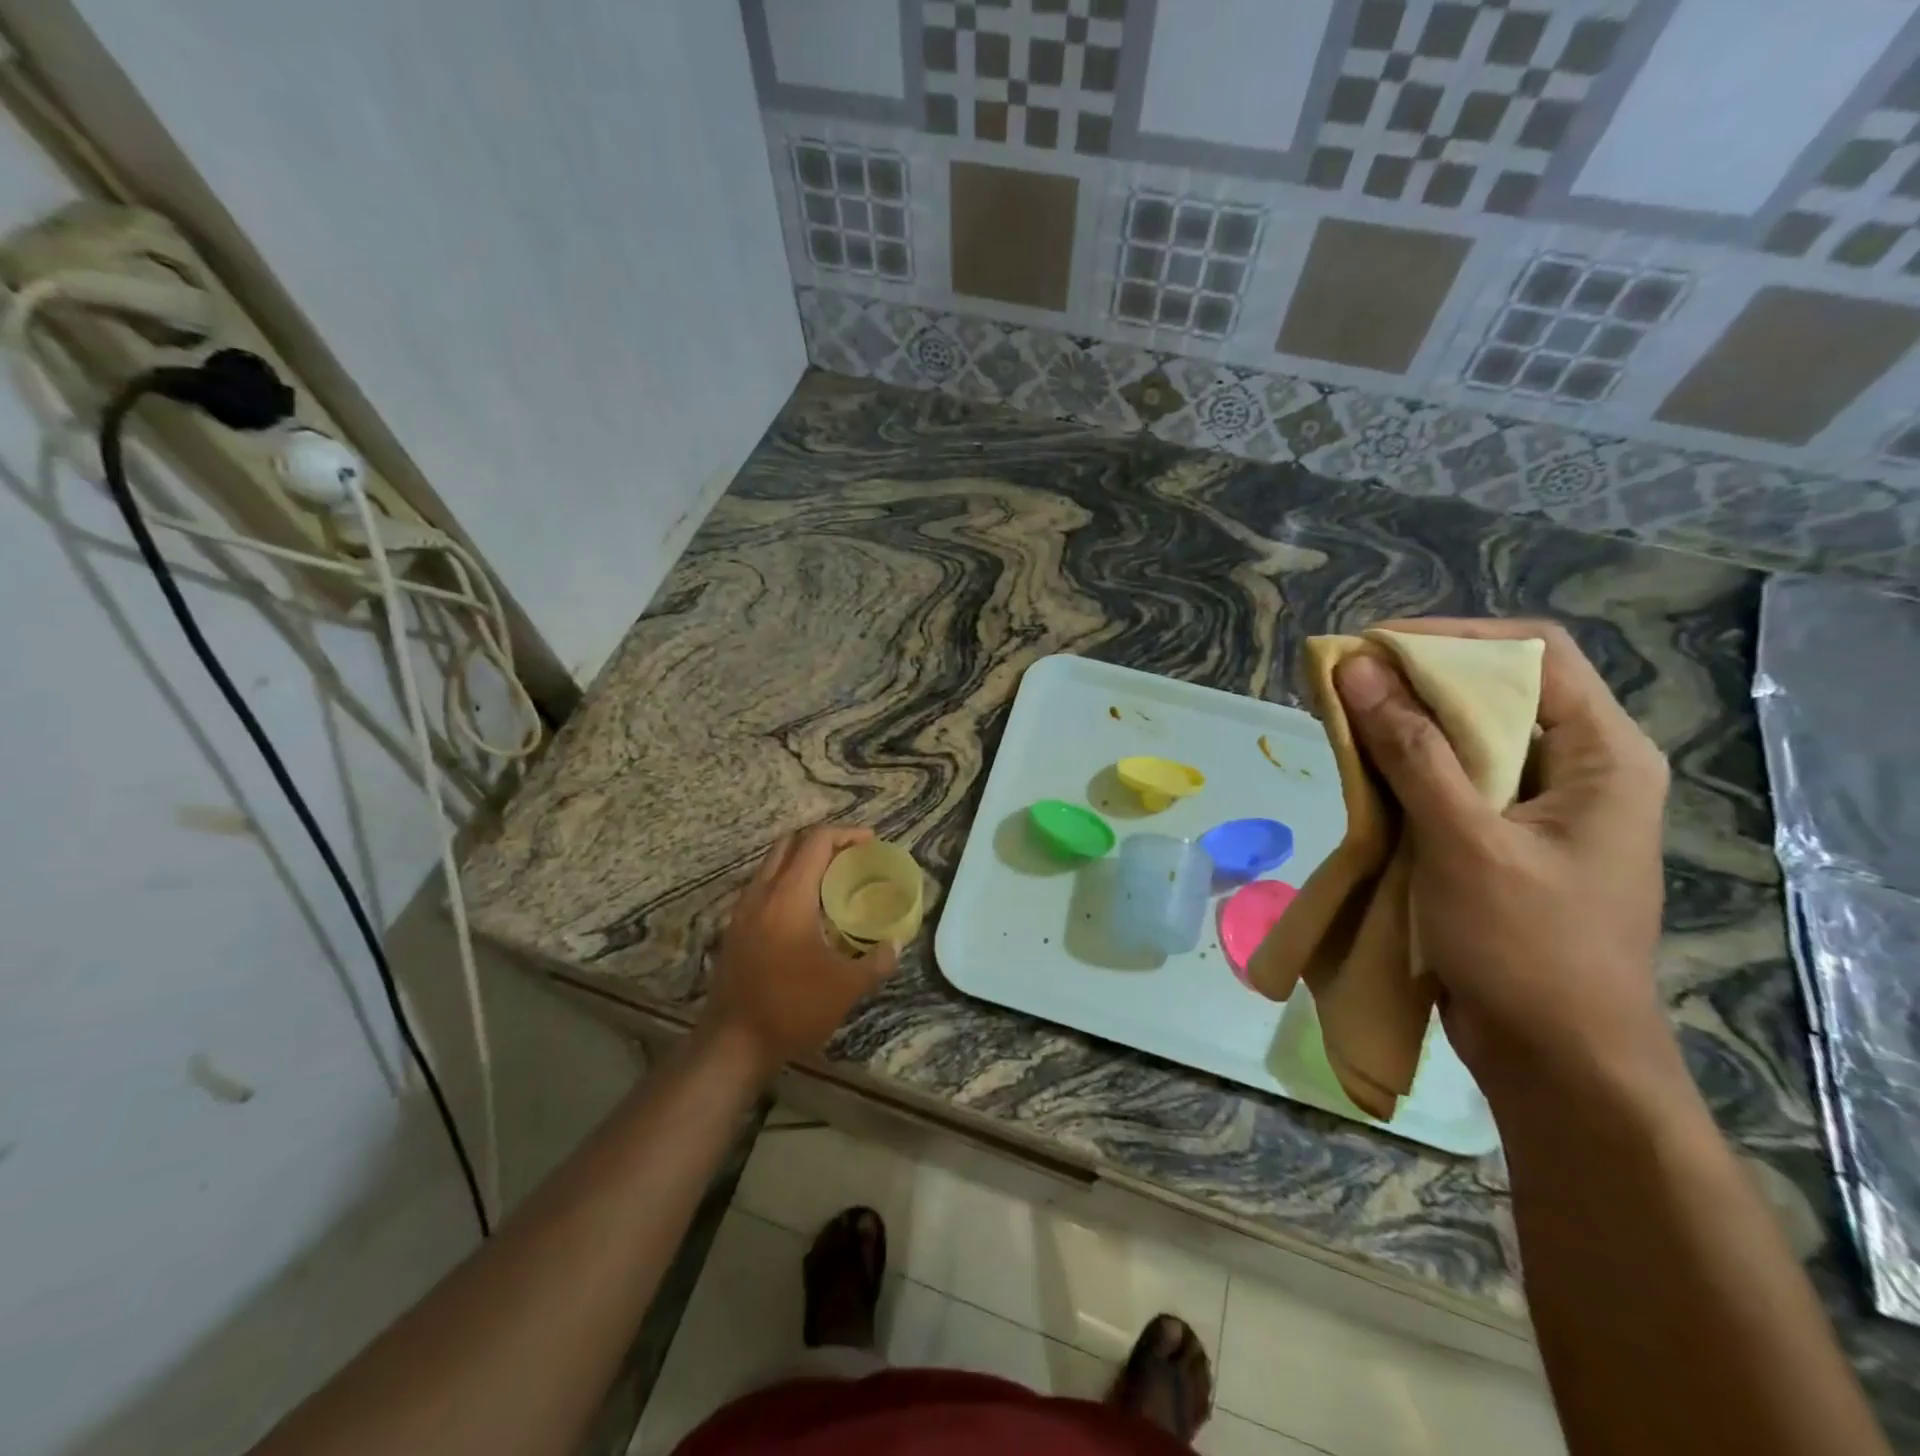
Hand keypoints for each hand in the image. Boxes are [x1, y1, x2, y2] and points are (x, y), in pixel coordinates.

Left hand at [703, 824, 898, 1073]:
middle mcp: (762, 893)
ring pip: (772, 865)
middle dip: (821, 841)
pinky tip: (805, 913)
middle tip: (850, 857)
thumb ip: (876, 961)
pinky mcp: (734, 930)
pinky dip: (786, 883)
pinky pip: (762, 888)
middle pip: (789, 844)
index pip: (816, 841)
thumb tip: (895, 944)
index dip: (846, 834)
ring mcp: (742, 911)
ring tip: (831, 881)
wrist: (732, 1045)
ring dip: (801, 862)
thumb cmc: (792, 1008)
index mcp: (789, 896)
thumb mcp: (846, 987)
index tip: (870, 843)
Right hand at [1332, 619, 1680, 1106]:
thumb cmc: (1526, 947)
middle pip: (1495, 690)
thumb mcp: (1463, 840)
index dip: (1452, 638)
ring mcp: (1539, 805)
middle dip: (1415, 679)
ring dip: (1402, 723)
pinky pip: (1450, 779)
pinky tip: (1359, 769)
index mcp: (1601, 755)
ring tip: (1339, 717)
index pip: (1533, 653)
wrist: (1555, 1058)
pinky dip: (1403, 766)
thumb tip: (1357, 669)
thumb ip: (1411, 749)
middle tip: (1343, 680)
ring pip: (1466, 736)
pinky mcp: (1502, 836)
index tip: (1373, 647)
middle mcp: (1576, 768)